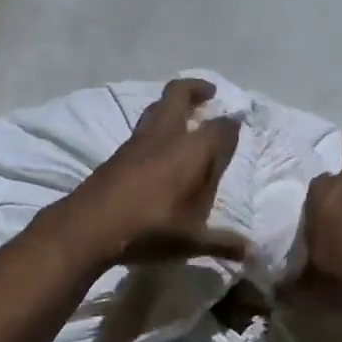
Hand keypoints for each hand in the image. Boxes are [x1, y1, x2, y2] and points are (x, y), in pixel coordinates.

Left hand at [52, 78, 247, 266]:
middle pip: (179, 95)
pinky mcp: (117, 154)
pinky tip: (157, 146)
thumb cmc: (149, 228)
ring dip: (172, 105)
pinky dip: (155, 126)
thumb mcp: (190, 241)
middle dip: (195, 89)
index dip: (231, 126)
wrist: (89, 226)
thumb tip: (252, 252)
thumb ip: (222, 243)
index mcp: (191, 151)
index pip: (219, 129)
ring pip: (156, 108)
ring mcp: (137, 142)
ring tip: (184, 114)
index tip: (238, 124)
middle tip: (209, 93)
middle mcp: (165, 137)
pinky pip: (142, 128)